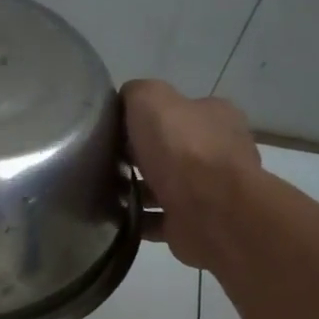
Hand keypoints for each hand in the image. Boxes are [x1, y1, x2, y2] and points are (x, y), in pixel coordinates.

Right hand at [122, 79, 261, 270]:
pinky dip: (137, 220)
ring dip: (136, 191)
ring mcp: (208, 192)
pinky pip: (157, 220)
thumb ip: (137, 93)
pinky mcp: (194, 224)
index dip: (146, 118)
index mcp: (215, 117)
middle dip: (139, 156)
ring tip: (101, 192)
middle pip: (170, 150)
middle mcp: (217, 152)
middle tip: (104, 161)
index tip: (115, 129)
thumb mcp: (151, 99)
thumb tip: (125, 101)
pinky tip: (112, 218)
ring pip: (164, 187)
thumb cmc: (183, 148)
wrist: (211, 211)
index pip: (178, 111)